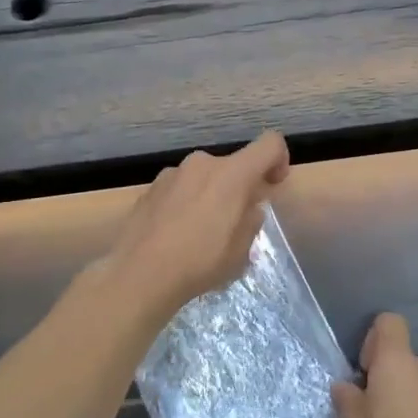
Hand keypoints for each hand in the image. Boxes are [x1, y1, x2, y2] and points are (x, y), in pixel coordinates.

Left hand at [100, 130, 290, 322]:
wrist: (138, 274)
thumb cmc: (200, 262)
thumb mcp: (241, 250)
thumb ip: (251, 219)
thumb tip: (248, 207)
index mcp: (232, 173)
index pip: (270, 143)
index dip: (279, 160)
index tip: (272, 186)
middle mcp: (203, 163)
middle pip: (233, 165)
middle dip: (240, 187)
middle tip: (235, 223)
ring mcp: (173, 173)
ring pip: (205, 177)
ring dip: (212, 195)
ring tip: (201, 233)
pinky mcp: (150, 187)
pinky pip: (181, 188)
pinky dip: (187, 202)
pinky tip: (176, 234)